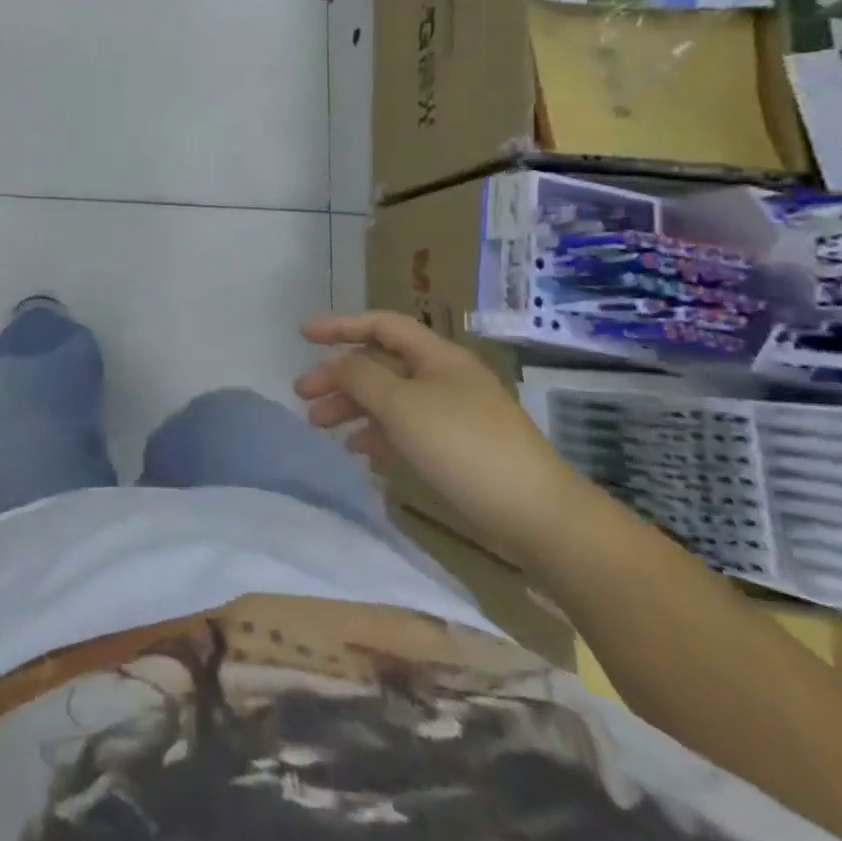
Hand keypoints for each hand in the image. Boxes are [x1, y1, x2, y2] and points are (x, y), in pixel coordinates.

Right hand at [295, 313, 585, 562]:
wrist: (538, 514)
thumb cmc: (463, 446)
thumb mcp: (402, 405)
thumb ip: (360, 376)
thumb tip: (336, 362)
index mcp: (436, 356)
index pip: (381, 325)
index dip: (340, 325)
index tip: (303, 335)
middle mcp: (444, 377)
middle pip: (381, 364)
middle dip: (339, 377)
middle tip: (303, 396)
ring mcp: (453, 413)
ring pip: (390, 399)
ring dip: (353, 408)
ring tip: (322, 428)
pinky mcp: (458, 448)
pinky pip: (407, 429)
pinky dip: (380, 435)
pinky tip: (362, 454)